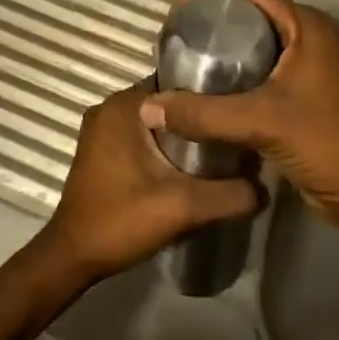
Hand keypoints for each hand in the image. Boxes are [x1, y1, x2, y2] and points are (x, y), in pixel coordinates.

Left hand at [40, 81, 261, 283]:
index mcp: (124, 106)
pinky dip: (165, 144)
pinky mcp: (102, 149)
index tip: (241, 109)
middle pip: (168, 101)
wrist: (74, 256)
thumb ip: (229, 194)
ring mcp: (103, 128)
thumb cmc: (122, 220)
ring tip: (222, 148)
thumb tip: (264, 188)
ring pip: (156, 120)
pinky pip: (142, 134)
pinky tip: (192, 164)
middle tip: (237, 133)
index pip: (179, 84)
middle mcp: (110, 107)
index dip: (212, 95)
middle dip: (200, 116)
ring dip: (184, 133)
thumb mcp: (184, 207)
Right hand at [138, 0, 338, 234]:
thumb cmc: (322, 143)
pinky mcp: (300, 90)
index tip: (173, 7)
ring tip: (181, 57)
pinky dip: (231, 72)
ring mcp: (305, 63)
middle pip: (249, 13)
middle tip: (173, 35)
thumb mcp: (259, 122)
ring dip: (219, 47)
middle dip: (210, 20)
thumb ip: (201, 113)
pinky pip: (258, 67)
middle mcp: (306, 35)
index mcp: (305, 25)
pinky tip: (203, 86)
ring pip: (253, 42)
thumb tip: (147, 107)